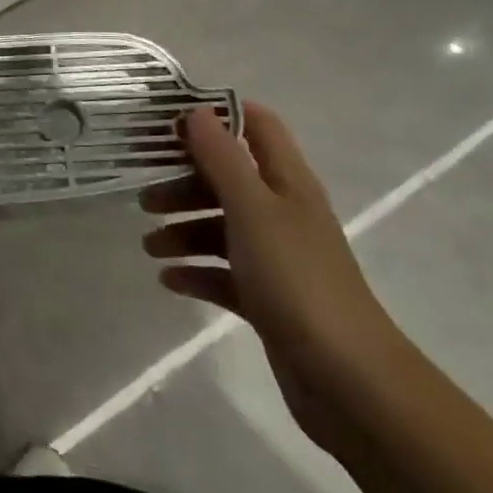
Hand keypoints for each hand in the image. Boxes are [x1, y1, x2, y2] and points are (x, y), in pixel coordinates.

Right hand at [141, 103, 414, 456]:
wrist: (347, 380)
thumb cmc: (296, 279)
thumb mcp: (252, 209)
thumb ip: (222, 158)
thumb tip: (196, 111)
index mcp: (286, 181)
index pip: (256, 125)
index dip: (216, 116)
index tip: (169, 124)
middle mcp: (282, 212)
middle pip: (227, 178)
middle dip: (184, 182)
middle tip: (145, 198)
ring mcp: (276, 256)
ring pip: (220, 226)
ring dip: (183, 230)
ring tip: (149, 247)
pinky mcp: (267, 297)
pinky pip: (223, 272)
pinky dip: (195, 272)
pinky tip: (169, 281)